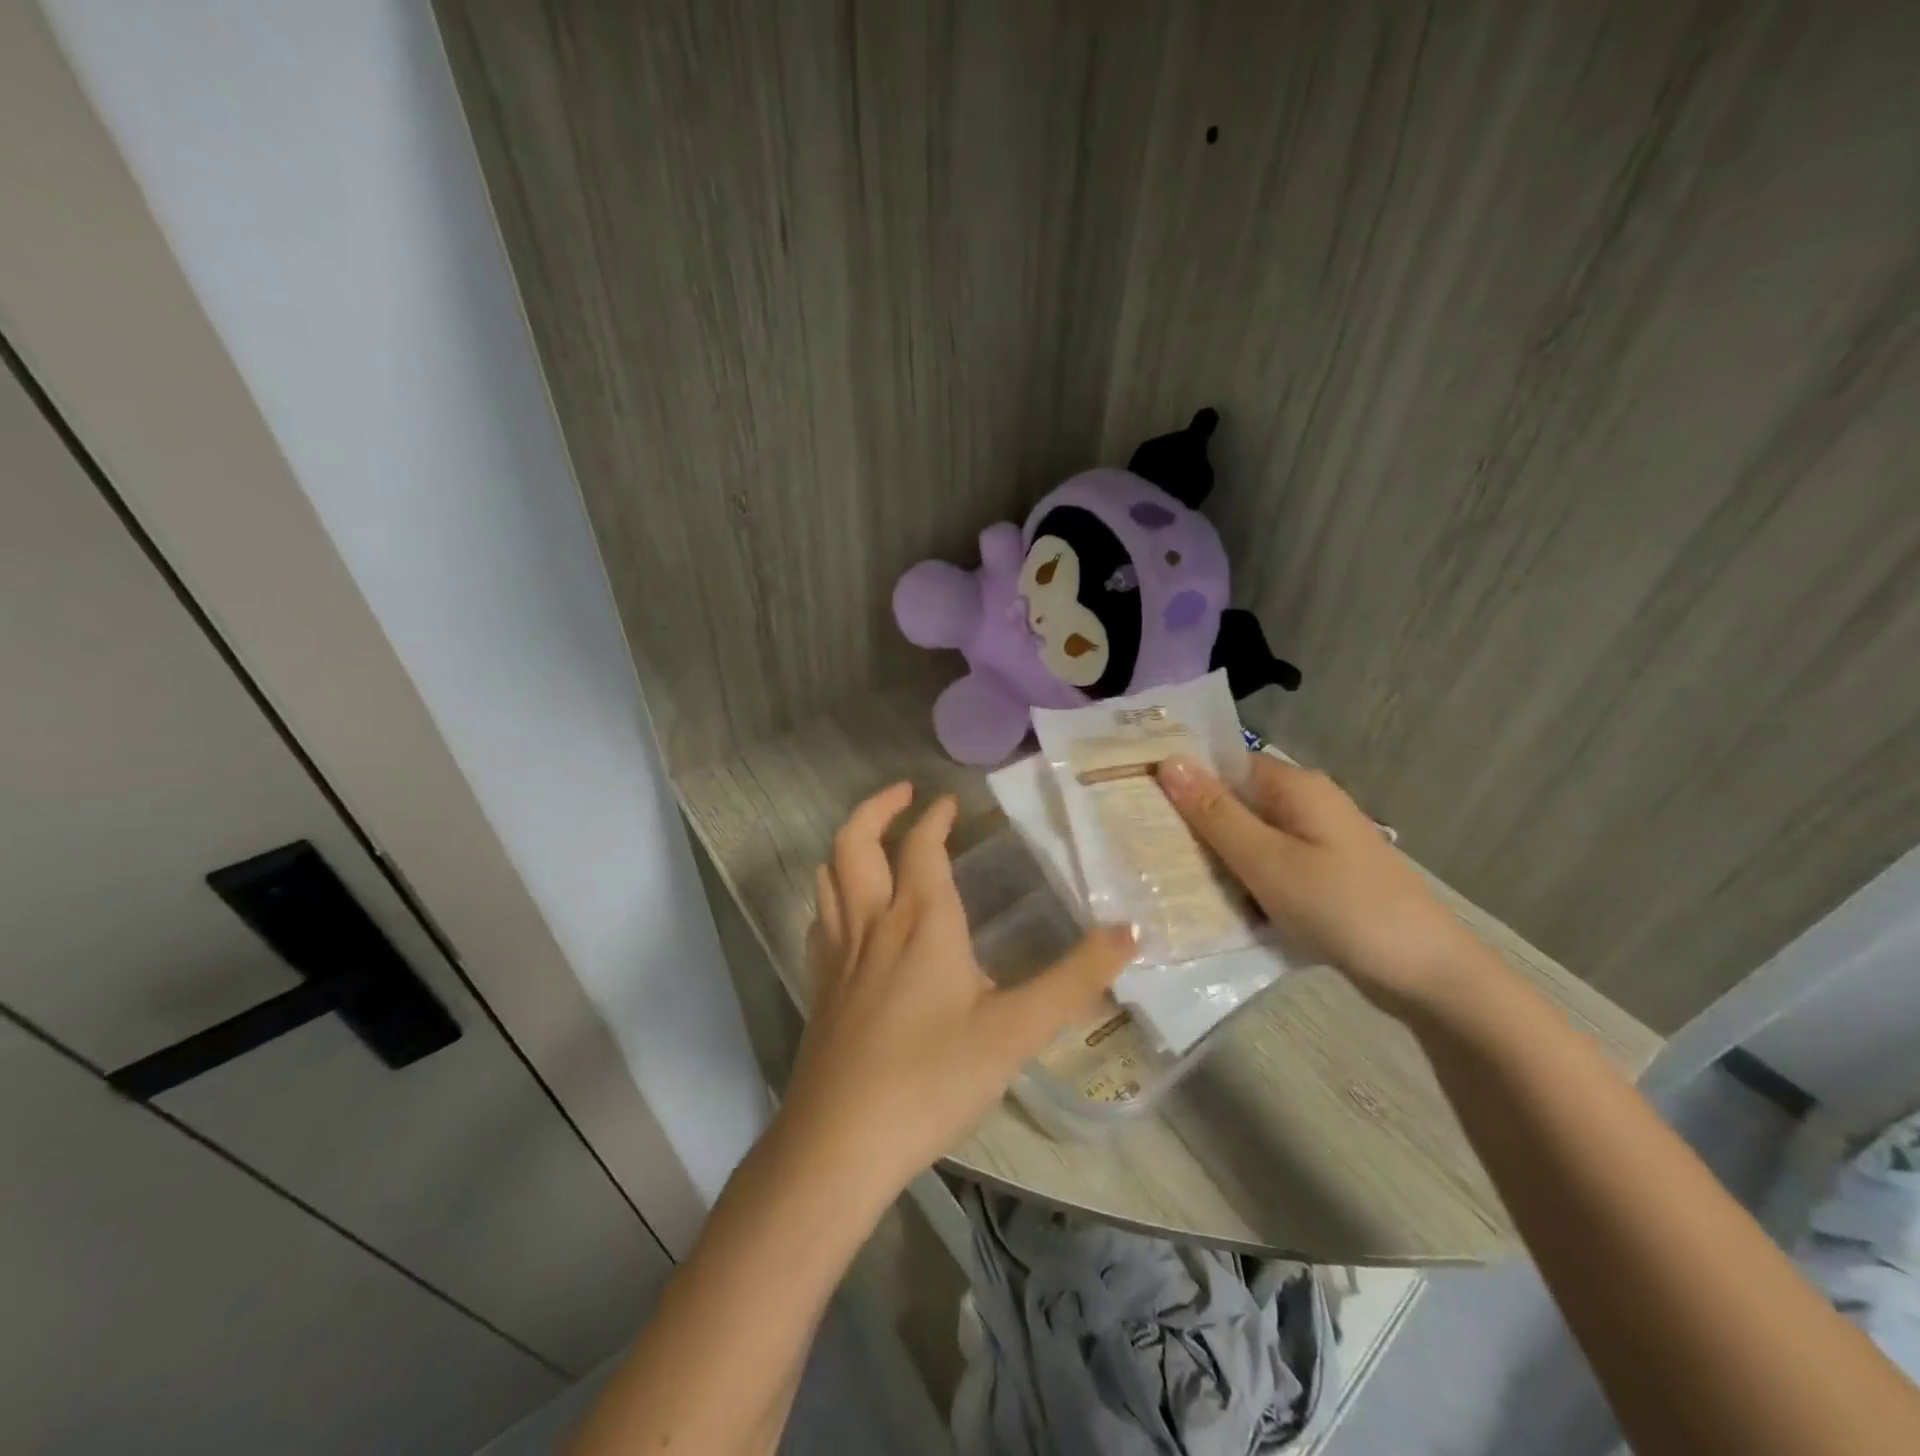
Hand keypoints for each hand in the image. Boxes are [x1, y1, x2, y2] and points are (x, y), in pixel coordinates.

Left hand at [777, 783, 1135, 1201]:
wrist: (841, 1144)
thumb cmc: (933, 1078)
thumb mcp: (1017, 1031)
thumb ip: (1076, 979)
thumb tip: (1133, 930)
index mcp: (921, 920)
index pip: (922, 845)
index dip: (934, 816)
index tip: (950, 802)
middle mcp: (873, 923)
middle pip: (855, 842)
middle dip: (877, 808)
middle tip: (902, 795)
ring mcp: (838, 955)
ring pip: (828, 876)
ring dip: (849, 844)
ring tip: (874, 841)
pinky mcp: (819, 988)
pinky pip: (819, 922)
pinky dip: (832, 897)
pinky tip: (846, 915)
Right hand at [1157, 753, 1481, 1018]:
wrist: (1429, 975)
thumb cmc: (1343, 908)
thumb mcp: (1268, 862)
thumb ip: (1215, 814)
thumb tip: (1168, 761)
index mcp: (1294, 787)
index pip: (1222, 764)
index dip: (1180, 778)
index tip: (1133, 798)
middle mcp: (1305, 805)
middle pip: (1233, 802)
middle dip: (1191, 823)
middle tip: (1140, 844)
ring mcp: (1315, 842)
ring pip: (1246, 838)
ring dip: (1214, 856)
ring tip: (1163, 875)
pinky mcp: (1320, 875)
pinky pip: (1266, 866)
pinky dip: (1240, 880)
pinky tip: (1211, 903)